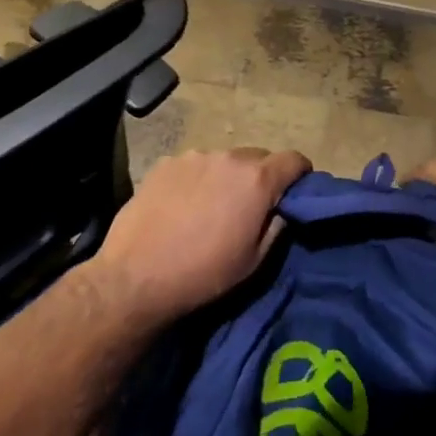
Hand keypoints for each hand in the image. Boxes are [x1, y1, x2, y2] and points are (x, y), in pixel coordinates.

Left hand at [89, 147, 309, 323]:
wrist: (135, 278)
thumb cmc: (203, 274)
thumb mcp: (254, 261)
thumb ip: (276, 227)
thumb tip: (281, 209)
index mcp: (257, 180)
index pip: (294, 160)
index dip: (300, 174)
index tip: (296, 190)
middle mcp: (229, 158)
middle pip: (258, 158)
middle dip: (261, 177)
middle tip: (250, 206)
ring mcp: (194, 157)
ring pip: (224, 161)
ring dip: (227, 177)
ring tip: (211, 207)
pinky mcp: (165, 164)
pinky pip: (194, 165)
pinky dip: (197, 179)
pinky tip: (182, 206)